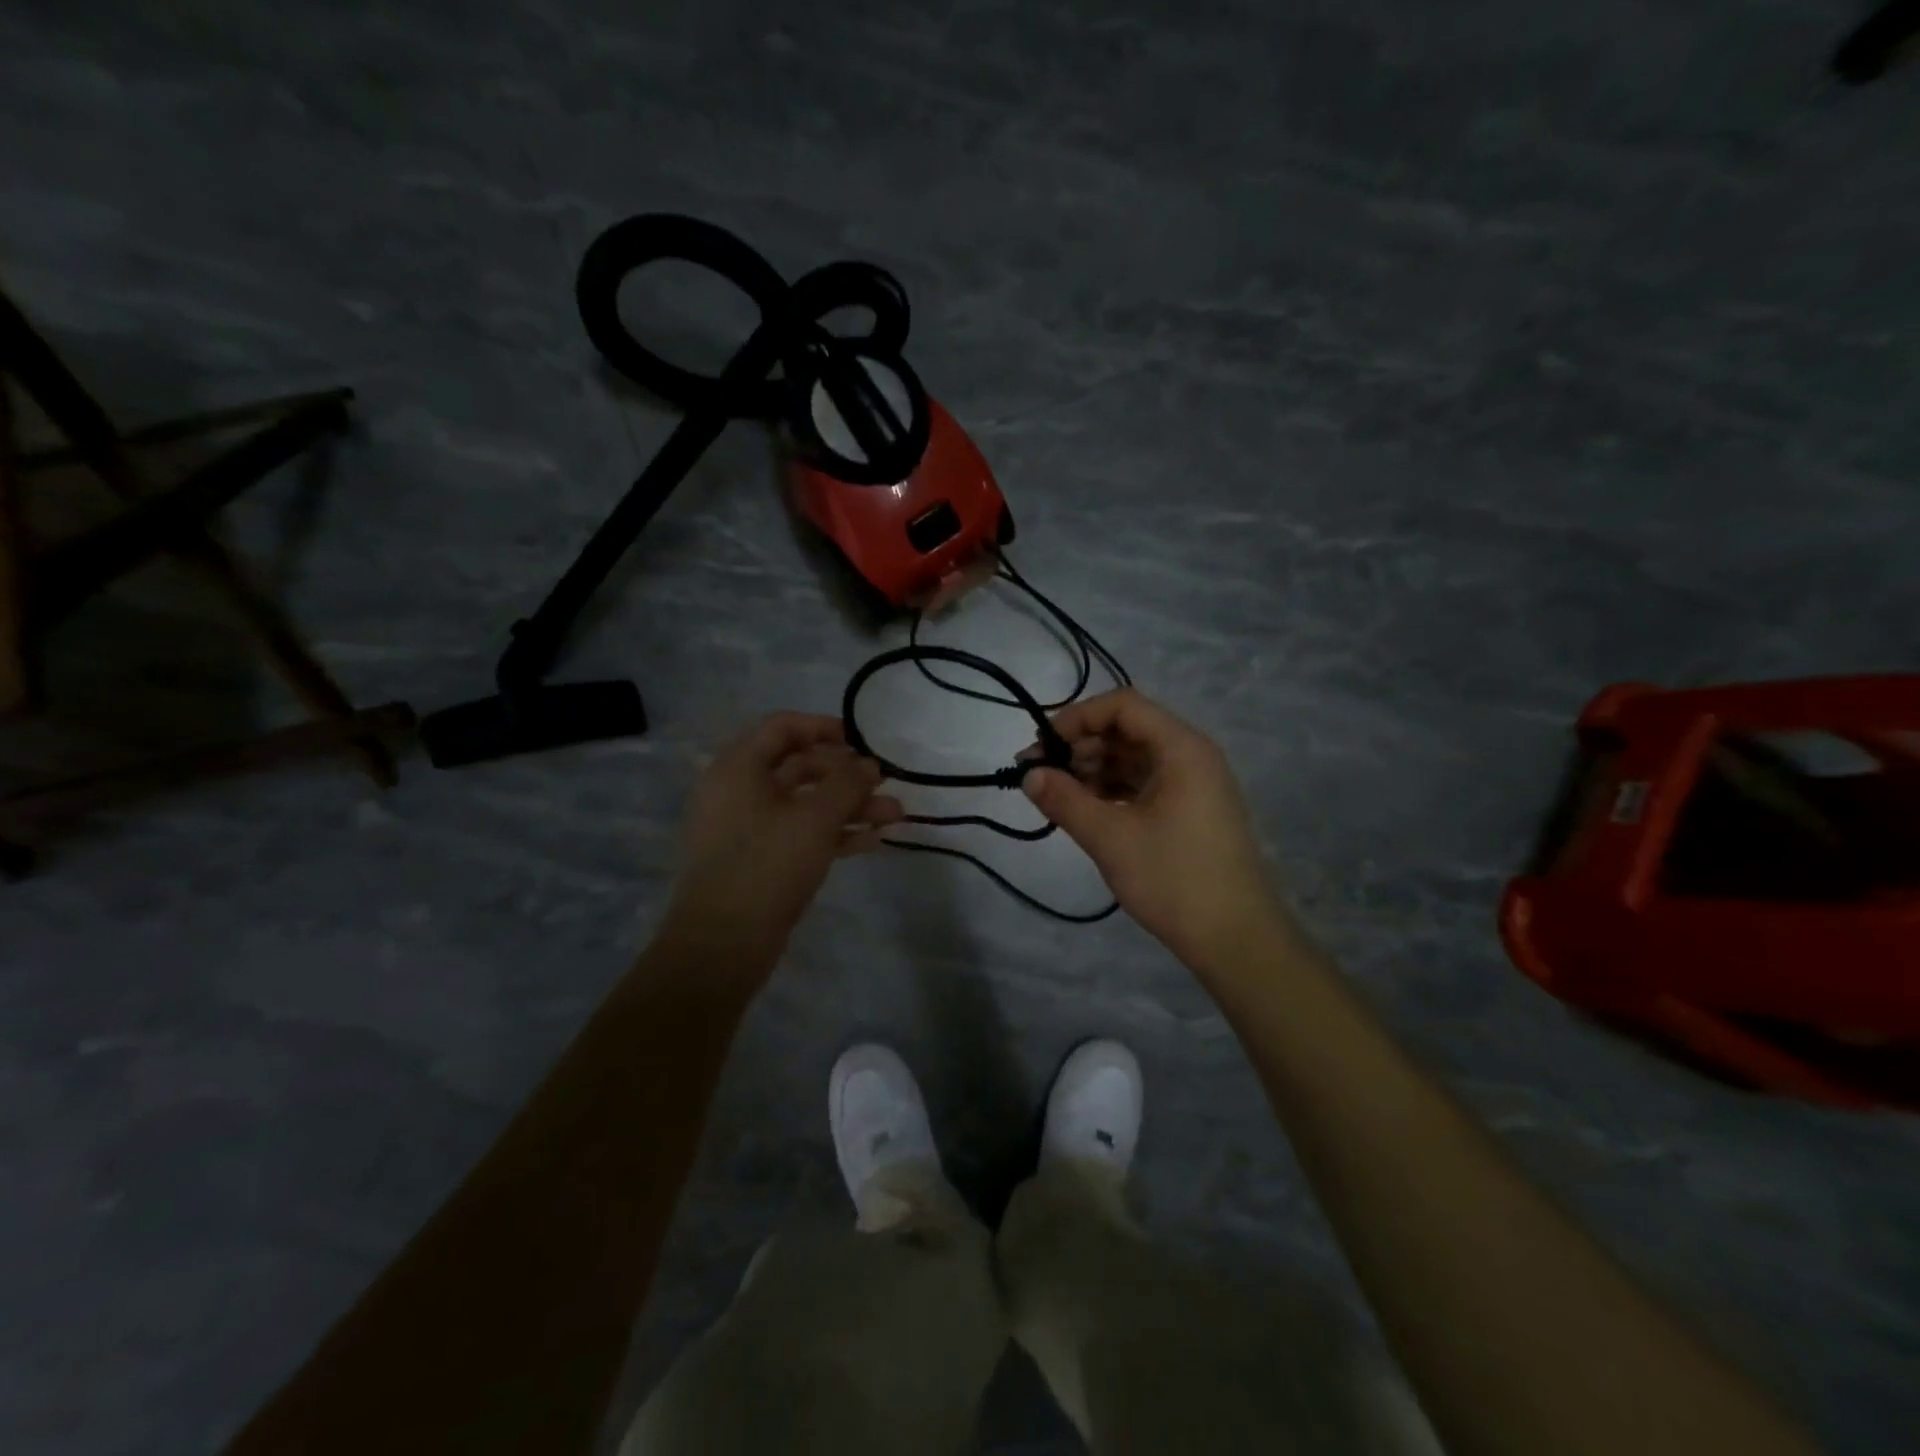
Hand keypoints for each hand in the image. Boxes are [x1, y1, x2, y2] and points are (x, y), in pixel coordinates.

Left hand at [667, 714, 902, 960]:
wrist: (723, 943)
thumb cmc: (767, 865)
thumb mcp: (814, 818)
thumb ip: (847, 784)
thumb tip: (869, 764)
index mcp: (740, 768)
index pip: (783, 727)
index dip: (824, 728)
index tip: (862, 741)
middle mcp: (741, 791)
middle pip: (800, 767)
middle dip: (847, 775)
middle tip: (885, 783)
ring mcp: (750, 828)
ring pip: (806, 804)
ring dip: (850, 806)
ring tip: (895, 815)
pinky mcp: (762, 860)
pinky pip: (802, 834)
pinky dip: (835, 833)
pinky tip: (873, 840)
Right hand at [1023, 689, 1290, 971]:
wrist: (1235, 939)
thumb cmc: (1174, 879)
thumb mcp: (1110, 838)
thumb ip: (1065, 800)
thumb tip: (1029, 774)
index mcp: (1181, 748)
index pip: (1123, 706)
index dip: (1078, 718)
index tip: (1043, 747)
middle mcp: (1191, 756)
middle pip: (1127, 730)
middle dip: (1080, 746)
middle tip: (1039, 775)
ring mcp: (1193, 784)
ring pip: (1133, 758)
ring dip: (1093, 769)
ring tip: (1057, 795)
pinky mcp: (1189, 811)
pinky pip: (1144, 784)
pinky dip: (1112, 790)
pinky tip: (1085, 810)